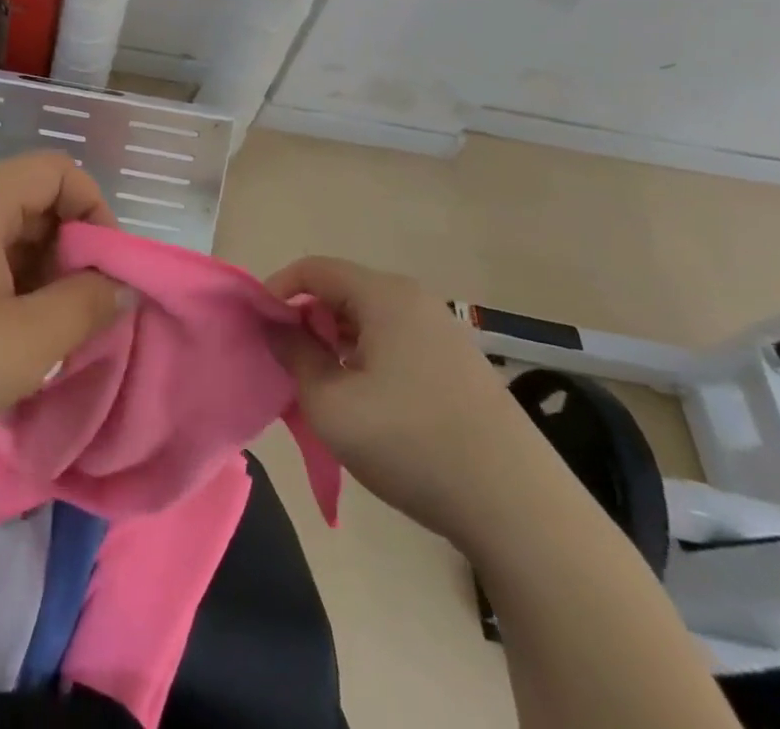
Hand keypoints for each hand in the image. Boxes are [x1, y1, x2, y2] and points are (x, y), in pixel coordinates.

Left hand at [0, 153, 131, 457]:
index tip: (108, 269)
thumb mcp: (25, 343)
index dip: (95, 209)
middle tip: (86, 309)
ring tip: (55, 331)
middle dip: (73, 249)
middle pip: (35, 201)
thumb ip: (86, 306)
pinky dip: (15, 287)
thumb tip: (121, 285)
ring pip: (12, 234)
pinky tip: (18, 336)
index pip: (56, 171)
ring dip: (44, 273)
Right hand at [267, 256, 553, 549]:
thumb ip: (294, 355)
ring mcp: (443, 333)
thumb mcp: (331, 403)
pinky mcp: (459, 366)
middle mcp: (415, 301)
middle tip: (289, 364)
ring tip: (324, 389)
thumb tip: (276, 326)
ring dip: (336, 344)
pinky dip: (367, 360)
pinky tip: (368, 405)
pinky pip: (395, 344)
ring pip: (369, 321)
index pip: (313, 269)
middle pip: (341, 292)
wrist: (520, 509)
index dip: (277, 290)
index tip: (259, 328)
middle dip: (307, 321)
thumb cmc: (412, 443)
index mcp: (384, 296)